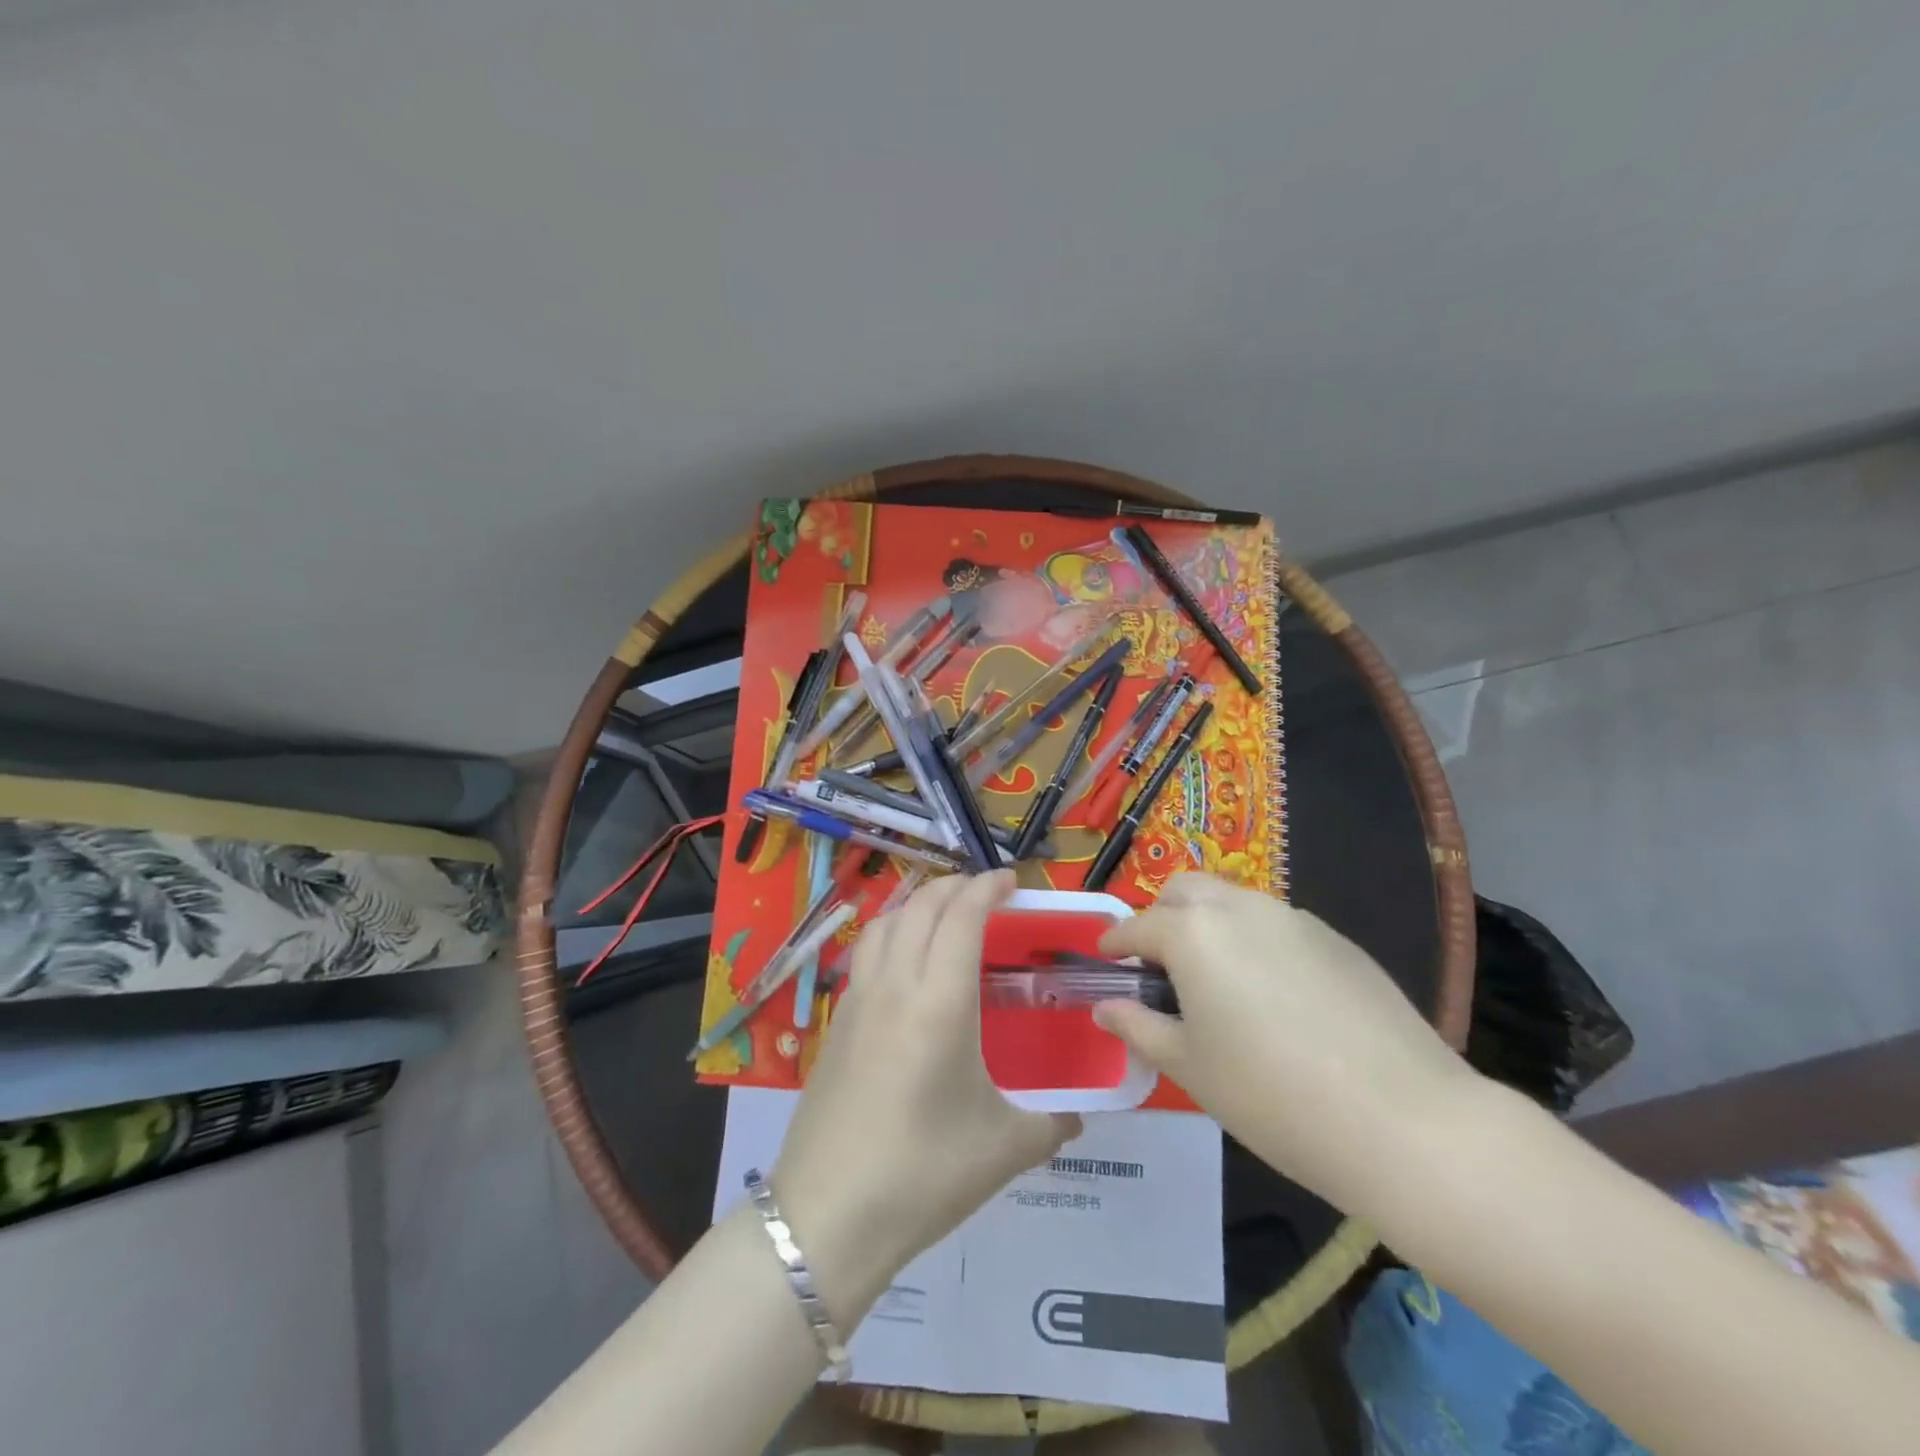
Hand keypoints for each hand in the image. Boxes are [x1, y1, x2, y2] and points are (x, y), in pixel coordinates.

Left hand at [774, 870, 1079, 1324]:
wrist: (827, 1217)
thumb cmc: (924, 1174)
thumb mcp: (1003, 1150)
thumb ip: (1051, 1125)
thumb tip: (1077, 1117)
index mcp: (941, 1002)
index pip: (962, 917)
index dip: (986, 887)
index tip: (1010, 880)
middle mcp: (896, 985)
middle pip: (921, 907)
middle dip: (954, 886)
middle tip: (984, 892)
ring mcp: (858, 1001)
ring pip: (884, 923)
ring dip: (916, 903)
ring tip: (940, 912)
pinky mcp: (835, 1024)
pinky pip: (865, 954)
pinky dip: (889, 933)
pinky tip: (902, 963)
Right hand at [1095, 873, 1473, 1211]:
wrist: (1404, 1120)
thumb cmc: (1271, 1095)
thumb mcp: (1189, 1067)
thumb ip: (1139, 1028)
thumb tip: (1106, 1007)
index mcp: (1193, 933)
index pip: (1137, 927)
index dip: (1114, 943)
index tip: (1105, 960)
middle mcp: (1240, 909)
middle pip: (1185, 891)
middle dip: (1162, 917)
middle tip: (1161, 967)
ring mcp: (1294, 919)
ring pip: (1234, 901)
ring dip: (1210, 925)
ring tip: (1217, 982)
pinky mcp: (1337, 940)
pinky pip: (1278, 926)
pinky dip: (1256, 942)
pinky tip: (1275, 998)